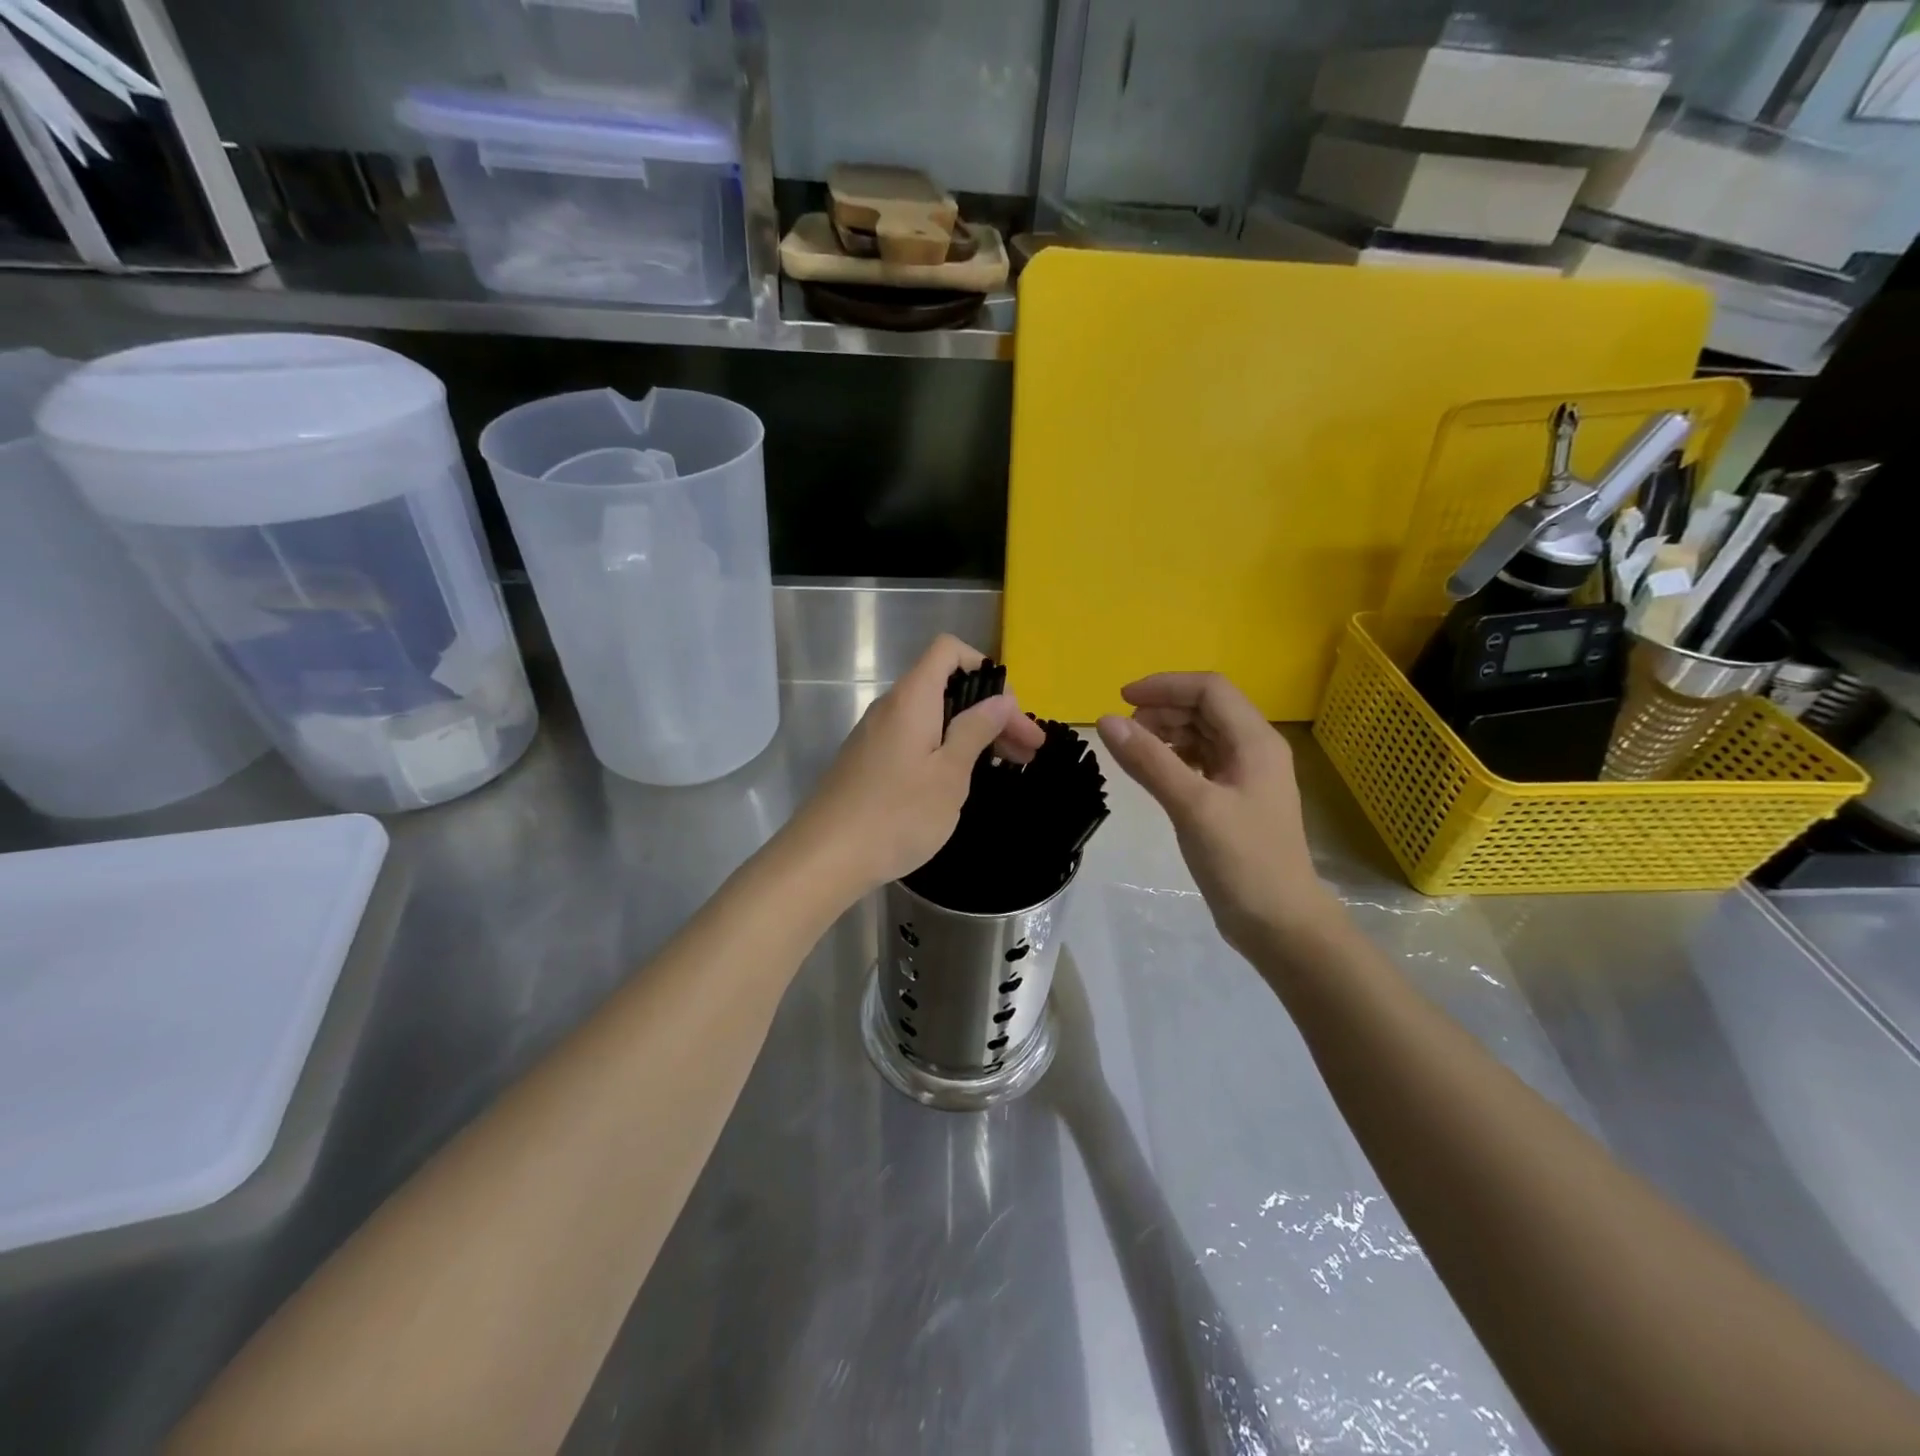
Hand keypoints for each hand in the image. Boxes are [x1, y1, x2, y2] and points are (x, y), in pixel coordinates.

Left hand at [792, 635, 1046, 897]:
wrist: (826, 856)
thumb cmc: (897, 814)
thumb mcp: (949, 773)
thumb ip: (976, 730)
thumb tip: (1000, 699)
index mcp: (913, 698)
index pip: (949, 651)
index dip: (985, 669)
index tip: (1010, 712)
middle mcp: (892, 706)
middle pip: (947, 686)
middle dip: (991, 710)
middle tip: (1029, 750)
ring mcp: (877, 734)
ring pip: (934, 716)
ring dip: (972, 732)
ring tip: (1007, 764)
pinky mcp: (871, 761)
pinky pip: (917, 738)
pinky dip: (947, 748)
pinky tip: (964, 778)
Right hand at [1096, 673, 1335, 952]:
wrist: (1280, 924)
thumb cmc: (1242, 861)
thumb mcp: (1193, 806)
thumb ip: (1149, 761)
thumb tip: (1106, 720)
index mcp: (1255, 741)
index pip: (1209, 689)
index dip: (1165, 686)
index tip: (1121, 699)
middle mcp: (1254, 750)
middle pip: (1206, 708)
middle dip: (1163, 709)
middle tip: (1123, 730)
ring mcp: (1246, 776)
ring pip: (1202, 734)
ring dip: (1167, 732)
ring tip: (1132, 749)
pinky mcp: (1234, 800)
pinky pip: (1201, 762)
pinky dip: (1174, 757)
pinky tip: (1153, 771)